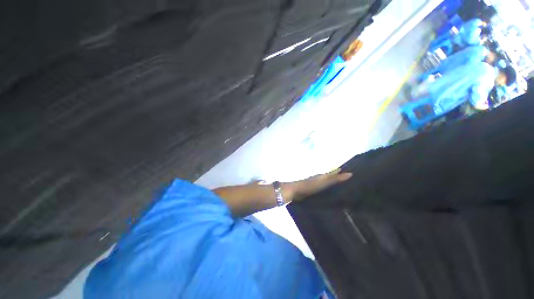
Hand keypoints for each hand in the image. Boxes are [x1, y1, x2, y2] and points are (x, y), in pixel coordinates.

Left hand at [287, 169, 351, 201]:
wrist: (296, 191)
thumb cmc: (310, 186)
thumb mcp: (324, 182)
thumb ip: (335, 178)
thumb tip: (350, 173)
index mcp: (322, 176)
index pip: (333, 172)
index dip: (339, 172)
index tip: (348, 171)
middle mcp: (319, 179)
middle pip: (329, 177)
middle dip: (336, 177)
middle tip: (346, 179)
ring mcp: (314, 185)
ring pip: (325, 183)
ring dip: (331, 183)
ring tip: (340, 187)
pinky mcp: (311, 191)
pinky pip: (321, 189)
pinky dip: (326, 189)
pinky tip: (329, 193)